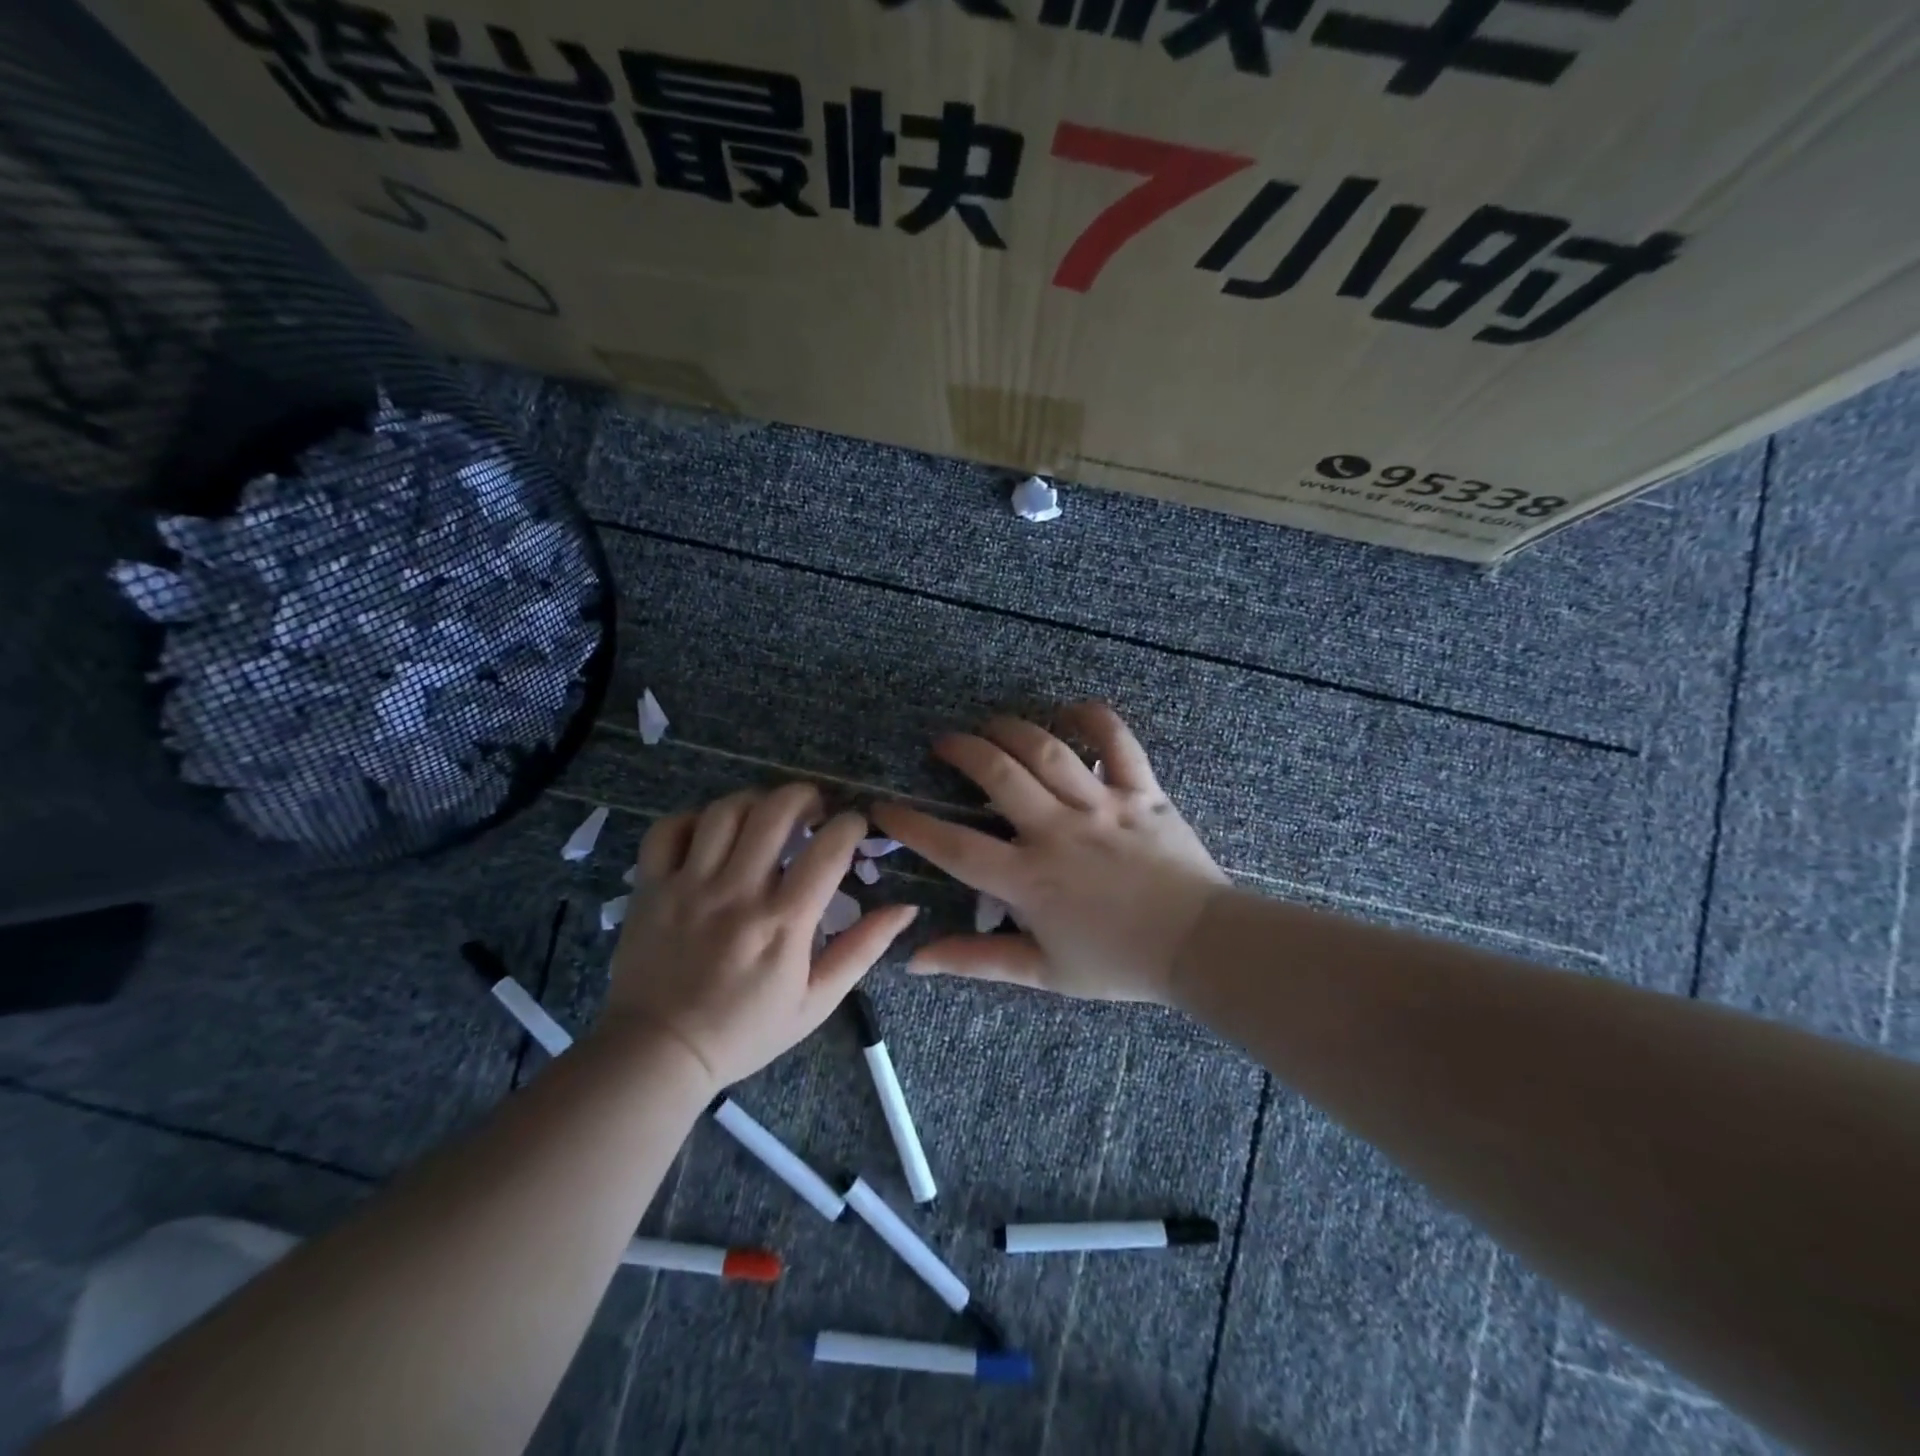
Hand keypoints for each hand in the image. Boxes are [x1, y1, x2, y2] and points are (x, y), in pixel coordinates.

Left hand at [603, 784, 918, 1087]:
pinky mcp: (651, 887)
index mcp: (783, 922)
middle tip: (813, 809)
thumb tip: (906, 906)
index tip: (854, 827)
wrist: (659, 1055)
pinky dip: (693, 819)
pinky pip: (668, 830)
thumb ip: (862, 949)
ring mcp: (688, 886)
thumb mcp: (817, 1001)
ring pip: (725, 811)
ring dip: (755, 801)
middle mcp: (737, 893)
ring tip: (766, 816)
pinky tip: (711, 833)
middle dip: (804, 796)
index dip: (850, 825)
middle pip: (775, 810)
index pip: (828, 848)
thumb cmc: (745, 1030)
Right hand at [871, 702, 1228, 1003]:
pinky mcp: (1141, 791)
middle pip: (998, 774)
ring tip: (989, 724)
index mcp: (1029, 879)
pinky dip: (1094, 718)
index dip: (912, 825)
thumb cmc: (1118, 963)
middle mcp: (1058, 832)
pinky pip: (1117, 741)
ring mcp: (1102, 806)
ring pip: (1047, 750)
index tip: (883, 807)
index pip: (955, 848)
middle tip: (943, 744)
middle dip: (960, 750)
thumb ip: (976, 960)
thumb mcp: (1043, 972)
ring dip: (1010, 729)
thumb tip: (914, 960)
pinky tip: (1070, 710)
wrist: (1200, 947)